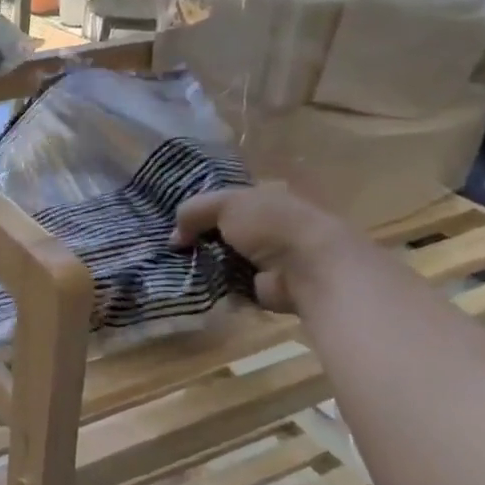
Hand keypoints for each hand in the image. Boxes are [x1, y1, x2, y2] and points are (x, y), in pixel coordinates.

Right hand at [171, 182, 354, 312]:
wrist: (311, 270)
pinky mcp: (268, 287)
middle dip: (201, 239)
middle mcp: (270, 226)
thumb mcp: (226, 204)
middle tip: (173, 248)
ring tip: (179, 268)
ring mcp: (271, 258)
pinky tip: (199, 286)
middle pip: (226, 230)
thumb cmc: (272, 225)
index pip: (228, 199)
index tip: (176, 222)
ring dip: (207, 264)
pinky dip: (219, 286)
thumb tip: (174, 237)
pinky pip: (234, 284)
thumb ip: (194, 211)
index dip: (202, 209)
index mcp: (266, 197)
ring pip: (227, 258)